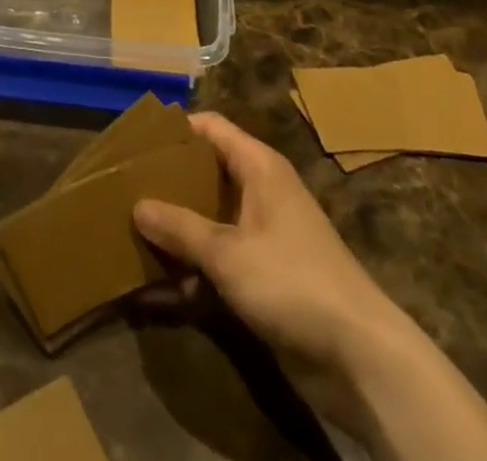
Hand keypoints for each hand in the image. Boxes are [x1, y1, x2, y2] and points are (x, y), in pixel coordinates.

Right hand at [134, 112, 395, 414]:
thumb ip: (180, 227)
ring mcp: (264, 235)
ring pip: (210, 217)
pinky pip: (219, 258)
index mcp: (258, 167)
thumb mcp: (227, 252)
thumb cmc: (292, 281)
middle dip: (169, 180)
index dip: (175, 129)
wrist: (360, 358)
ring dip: (177, 227)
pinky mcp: (265, 276)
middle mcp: (261, 192)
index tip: (135, 140)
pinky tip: (158, 284)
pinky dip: (193, 266)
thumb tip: (136, 204)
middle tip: (125, 185)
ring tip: (131, 229)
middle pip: (207, 172)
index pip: (211, 128)